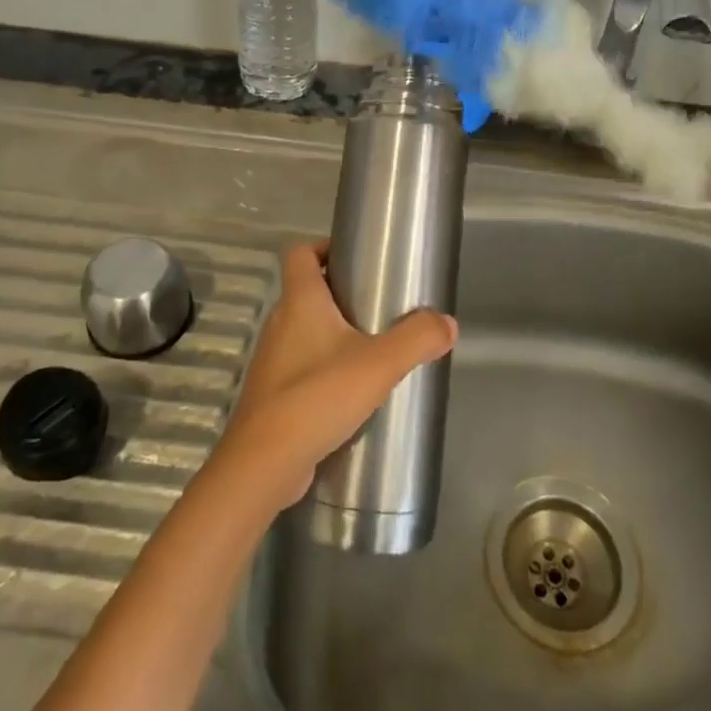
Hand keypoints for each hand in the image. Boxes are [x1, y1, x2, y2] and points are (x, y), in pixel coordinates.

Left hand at [214, 242, 457, 513]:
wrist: (263, 464)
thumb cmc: (317, 396)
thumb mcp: (379, 364)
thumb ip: (417, 339)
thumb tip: (448, 323)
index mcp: (299, 302)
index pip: (299, 253)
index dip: (323, 246)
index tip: (354, 257)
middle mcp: (279, 323)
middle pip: (305, 292)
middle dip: (339, 294)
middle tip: (377, 305)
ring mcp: (272, 361)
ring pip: (303, 332)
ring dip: (332, 335)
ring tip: (371, 350)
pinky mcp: (271, 396)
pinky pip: (300, 368)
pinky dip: (322, 370)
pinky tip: (350, 393)